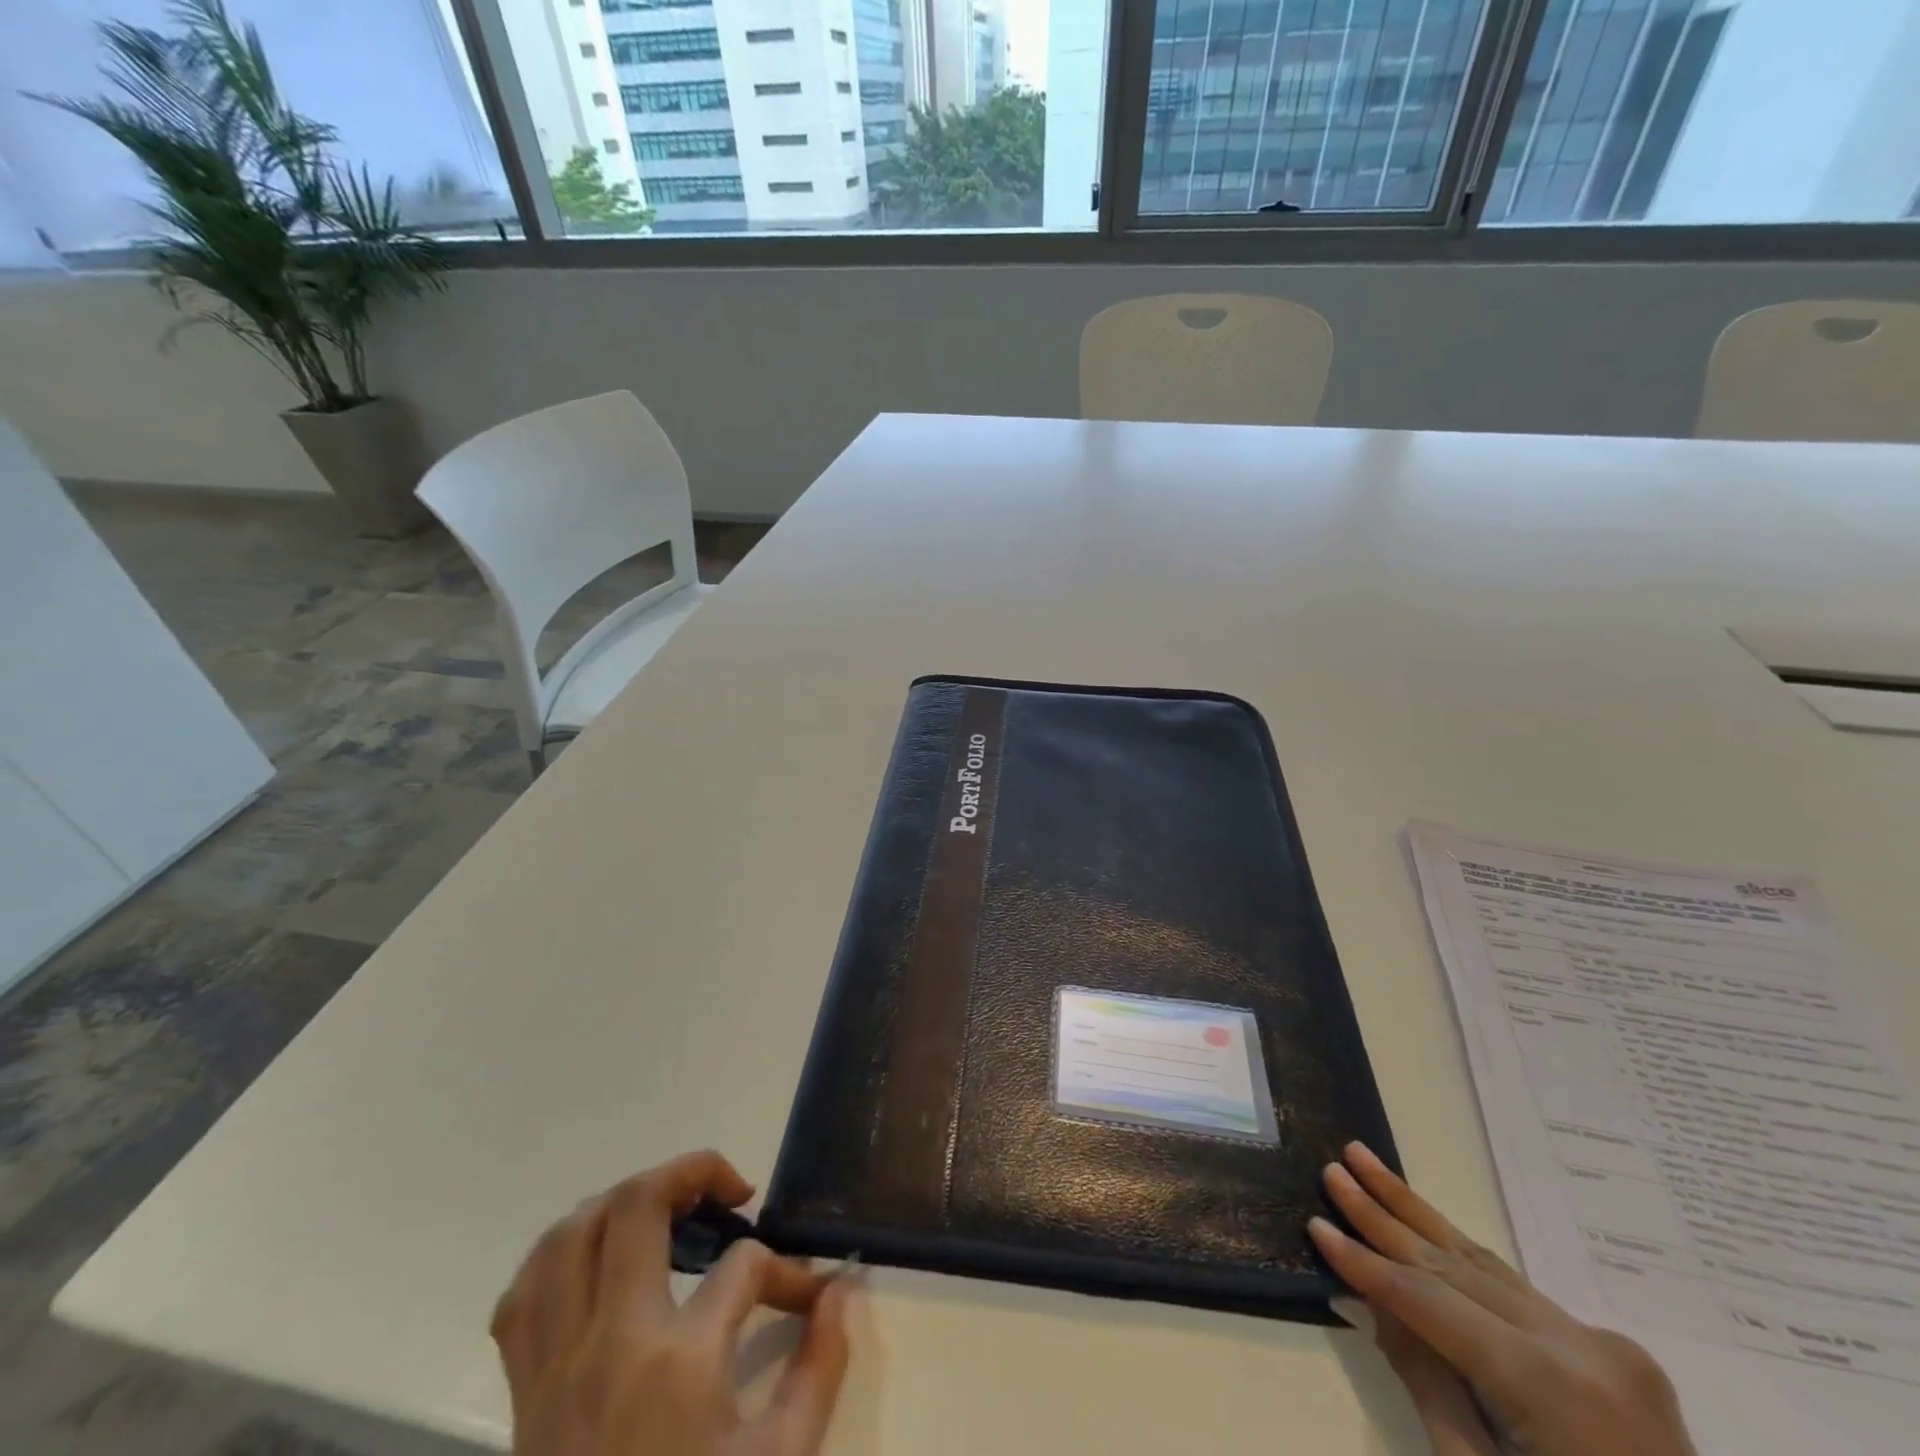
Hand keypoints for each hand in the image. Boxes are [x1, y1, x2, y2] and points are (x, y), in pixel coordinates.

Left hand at [492, 1150, 850, 1455]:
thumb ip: (819, 1368)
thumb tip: (839, 1289)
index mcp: (678, 1363)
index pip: (745, 1266)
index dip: (788, 1268)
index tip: (809, 1292)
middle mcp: (609, 1342)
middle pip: (638, 1205)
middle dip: (692, 1173)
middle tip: (729, 1192)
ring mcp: (557, 1365)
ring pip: (571, 1233)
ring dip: (624, 1201)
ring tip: (667, 1209)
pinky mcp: (523, 1394)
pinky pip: (523, 1295)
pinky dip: (560, 1255)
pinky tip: (597, 1261)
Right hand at [1310, 1143, 1695, 1455]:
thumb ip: (1427, 1383)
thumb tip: (1374, 1300)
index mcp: (1549, 1386)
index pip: (1429, 1302)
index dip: (1366, 1265)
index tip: (1315, 1225)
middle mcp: (1581, 1346)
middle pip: (1455, 1266)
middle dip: (1385, 1216)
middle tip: (1333, 1169)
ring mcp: (1606, 1344)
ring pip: (1486, 1264)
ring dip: (1418, 1215)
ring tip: (1365, 1161)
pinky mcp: (1615, 1350)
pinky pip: (1517, 1293)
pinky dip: (1462, 1258)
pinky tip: (1425, 1226)